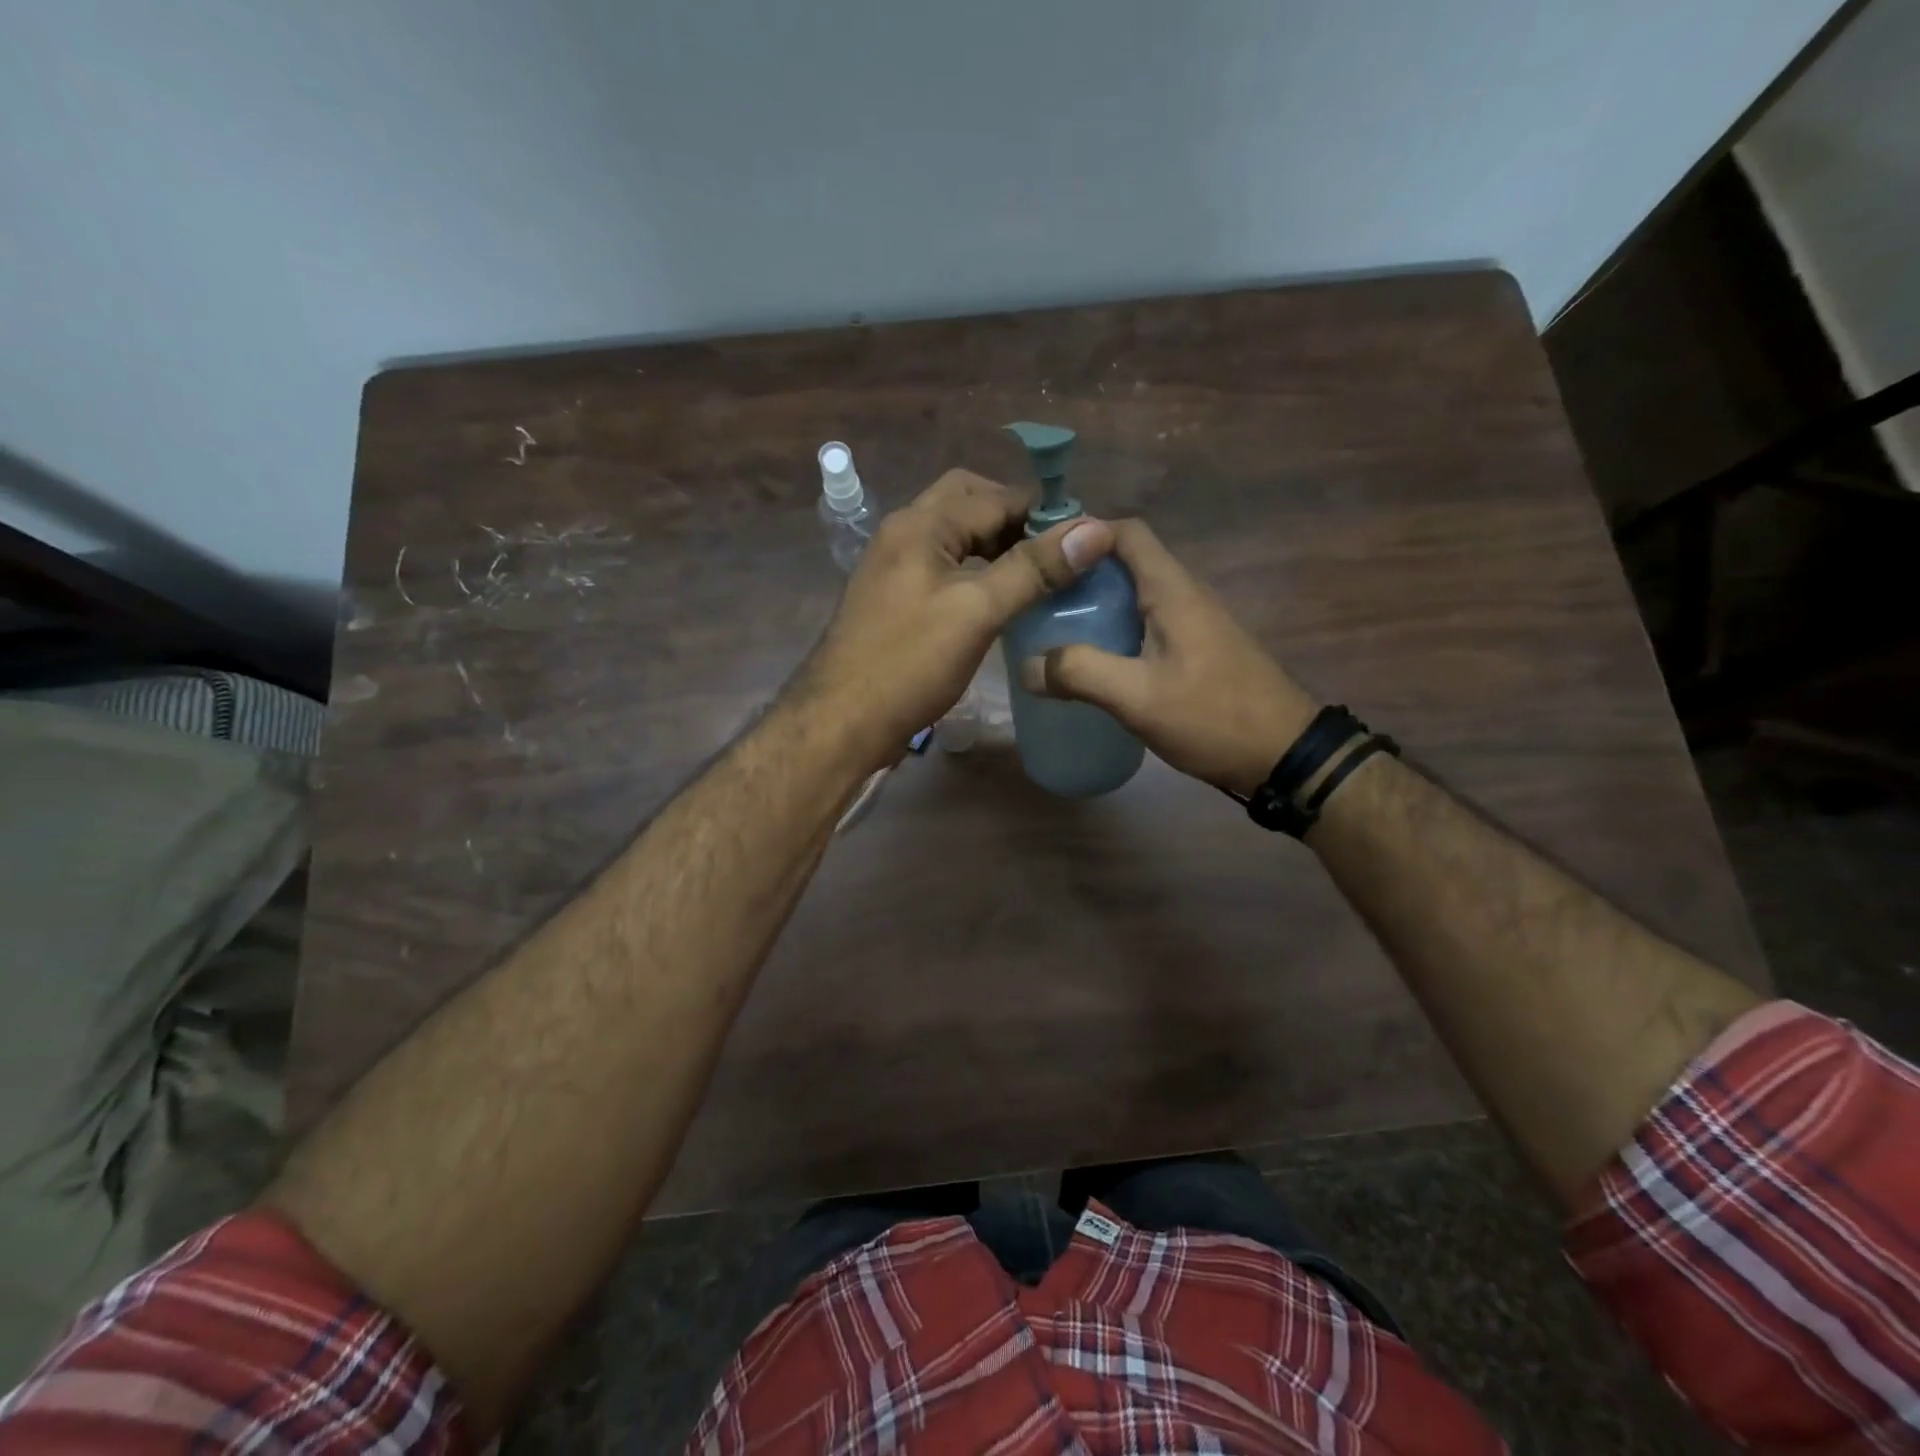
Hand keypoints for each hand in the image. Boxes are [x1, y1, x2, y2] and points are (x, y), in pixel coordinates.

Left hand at [796, 469, 1114, 768]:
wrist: (841, 722)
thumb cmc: (909, 663)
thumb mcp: (977, 611)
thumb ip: (1033, 568)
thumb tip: (1093, 529)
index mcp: (920, 525)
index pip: (993, 496)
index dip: (1042, 510)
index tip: (1085, 537)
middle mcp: (903, 535)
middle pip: (967, 505)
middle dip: (1014, 520)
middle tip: (1055, 552)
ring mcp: (894, 569)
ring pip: (954, 539)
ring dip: (995, 547)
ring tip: (1038, 576)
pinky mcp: (895, 602)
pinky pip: (943, 569)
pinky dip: (975, 573)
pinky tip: (999, 601)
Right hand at [1017, 519, 1317, 794]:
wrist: (1285, 755)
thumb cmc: (1213, 717)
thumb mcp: (1138, 697)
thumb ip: (1080, 674)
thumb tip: (1027, 665)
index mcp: (1173, 591)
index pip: (1127, 533)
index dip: (1084, 534)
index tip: (1042, 557)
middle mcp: (1185, 595)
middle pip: (1127, 563)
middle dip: (1080, 574)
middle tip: (1036, 599)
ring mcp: (1194, 623)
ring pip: (1136, 596)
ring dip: (1097, 604)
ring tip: (1053, 628)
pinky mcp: (1197, 650)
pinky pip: (1147, 624)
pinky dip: (1115, 630)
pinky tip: (1094, 661)